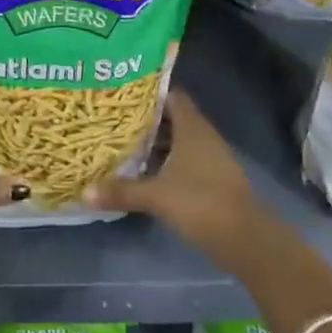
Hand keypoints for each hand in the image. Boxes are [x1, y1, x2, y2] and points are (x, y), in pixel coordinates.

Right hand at [81, 88, 261, 261]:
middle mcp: (203, 135)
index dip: (149, 93)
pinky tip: (147, 174)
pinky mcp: (214, 178)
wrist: (247, 238)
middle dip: (146, 120)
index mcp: (192, 127)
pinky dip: (168, 161)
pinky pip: (186, 159)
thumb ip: (122, 191)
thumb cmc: (201, 203)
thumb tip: (84, 192)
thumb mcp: (157, 197)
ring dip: (156, 143)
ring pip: (179, 140)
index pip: (171, 95)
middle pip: (173, 117)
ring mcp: (211, 157)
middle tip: (115, 122)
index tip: (123, 96)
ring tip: (124, 146)